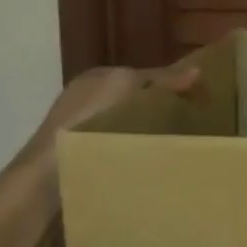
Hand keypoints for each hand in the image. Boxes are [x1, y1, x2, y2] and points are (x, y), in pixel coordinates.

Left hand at [18, 62, 200, 171]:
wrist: (47, 176)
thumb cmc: (86, 119)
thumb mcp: (126, 86)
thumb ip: (161, 79)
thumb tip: (197, 71)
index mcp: (95, 79)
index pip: (141, 76)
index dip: (169, 83)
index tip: (198, 99)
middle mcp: (86, 102)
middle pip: (136, 103)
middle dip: (161, 111)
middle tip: (194, 124)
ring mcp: (82, 135)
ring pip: (130, 130)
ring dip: (149, 136)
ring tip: (180, 146)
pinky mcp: (84, 164)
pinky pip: (121, 154)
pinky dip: (137, 156)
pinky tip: (154, 164)